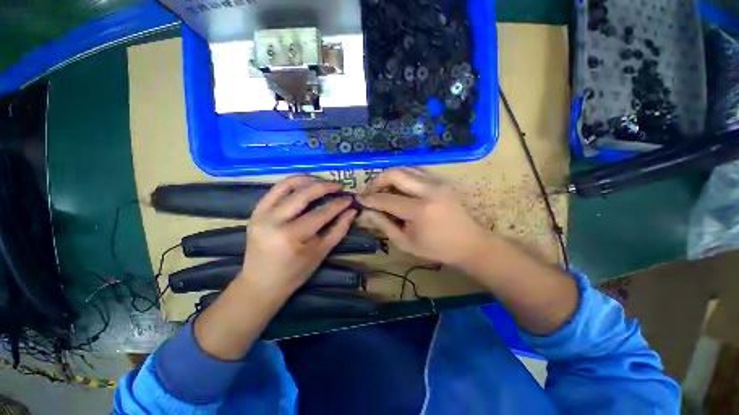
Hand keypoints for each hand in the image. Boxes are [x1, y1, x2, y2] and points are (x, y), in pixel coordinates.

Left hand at [239, 175, 356, 293]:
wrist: (260, 283)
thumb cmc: (295, 272)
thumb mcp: (321, 252)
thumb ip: (338, 229)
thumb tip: (352, 211)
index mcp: (291, 236)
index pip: (321, 213)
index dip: (338, 204)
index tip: (350, 198)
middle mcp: (274, 221)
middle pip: (304, 194)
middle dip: (325, 186)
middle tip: (338, 186)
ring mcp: (261, 214)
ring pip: (287, 185)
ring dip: (308, 179)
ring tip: (322, 182)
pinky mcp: (256, 211)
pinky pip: (276, 189)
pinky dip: (292, 183)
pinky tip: (305, 184)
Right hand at [358, 168, 493, 266]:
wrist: (470, 243)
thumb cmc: (437, 248)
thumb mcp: (406, 243)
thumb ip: (385, 225)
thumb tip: (367, 213)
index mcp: (420, 210)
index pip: (387, 199)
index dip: (370, 199)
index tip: (358, 199)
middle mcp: (429, 190)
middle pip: (395, 173)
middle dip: (377, 181)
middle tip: (370, 192)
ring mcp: (437, 182)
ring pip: (405, 168)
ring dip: (390, 177)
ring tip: (382, 189)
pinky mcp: (441, 181)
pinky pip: (416, 172)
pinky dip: (403, 176)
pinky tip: (399, 187)